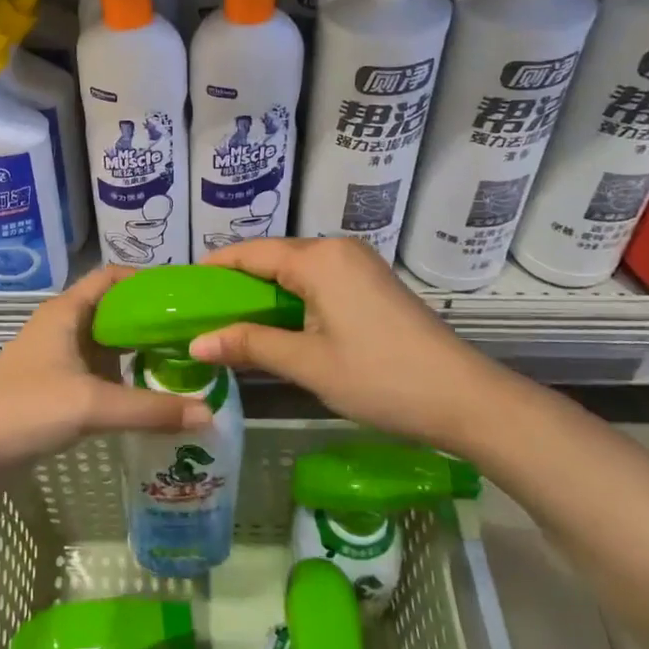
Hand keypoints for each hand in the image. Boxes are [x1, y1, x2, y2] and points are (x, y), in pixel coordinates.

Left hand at [0, 265, 213, 477]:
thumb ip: (150, 409)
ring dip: (138, 350)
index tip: (184, 296)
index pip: (112, 277)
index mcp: (67, 311)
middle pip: (114, 310)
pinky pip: (97, 371)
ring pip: (106, 343)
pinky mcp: (55, 385)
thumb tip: (209, 413)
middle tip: (193, 334)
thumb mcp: (92, 404)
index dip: (147, 281)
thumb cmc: (27, 408)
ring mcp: (57, 356)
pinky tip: (148, 394)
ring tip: (181, 362)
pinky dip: (122, 376)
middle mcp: (63, 325)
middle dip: (151, 319)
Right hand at [189, 238, 515, 451]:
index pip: (251, 253)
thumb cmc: (380, 378)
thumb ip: (249, 345)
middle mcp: (338, 250)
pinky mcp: (373, 284)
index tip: (183, 288)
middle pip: (273, 258)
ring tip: (232, 320)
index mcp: (319, 259)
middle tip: (203, 312)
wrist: (465, 398)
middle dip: (237, 283)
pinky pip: (319, 281)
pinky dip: (292, 298)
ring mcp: (359, 265)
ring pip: (296, 271)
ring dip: (265, 293)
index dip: (215, 268)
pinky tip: (277, 323)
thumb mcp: (308, 363)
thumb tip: (195, 343)